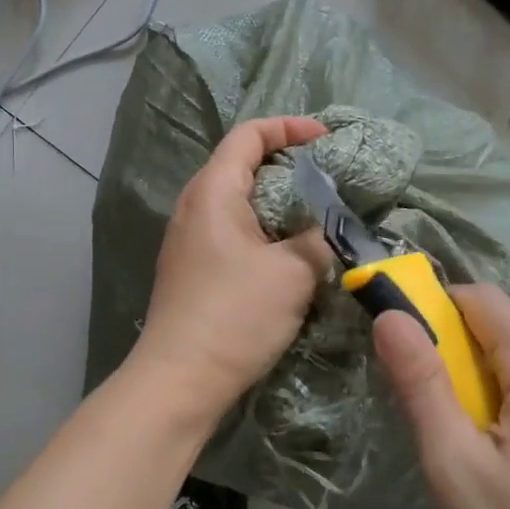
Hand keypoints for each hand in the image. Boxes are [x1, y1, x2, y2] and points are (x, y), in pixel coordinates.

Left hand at [132, 116, 333, 419]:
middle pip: (242, 164)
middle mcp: (194, 206)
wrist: (180, 380)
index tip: (327, 140)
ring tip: (316, 214)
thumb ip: (318, 238)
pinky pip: (233, 230)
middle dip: (288, 164)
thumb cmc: (235, 315)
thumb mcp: (293, 272)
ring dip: (278, 201)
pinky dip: (264, 228)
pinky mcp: (193, 268)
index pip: (249, 135)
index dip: (289, 127)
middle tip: (328, 178)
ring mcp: (189, 239)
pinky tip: (290, 253)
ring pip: (239, 201)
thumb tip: (329, 228)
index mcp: (212, 191)